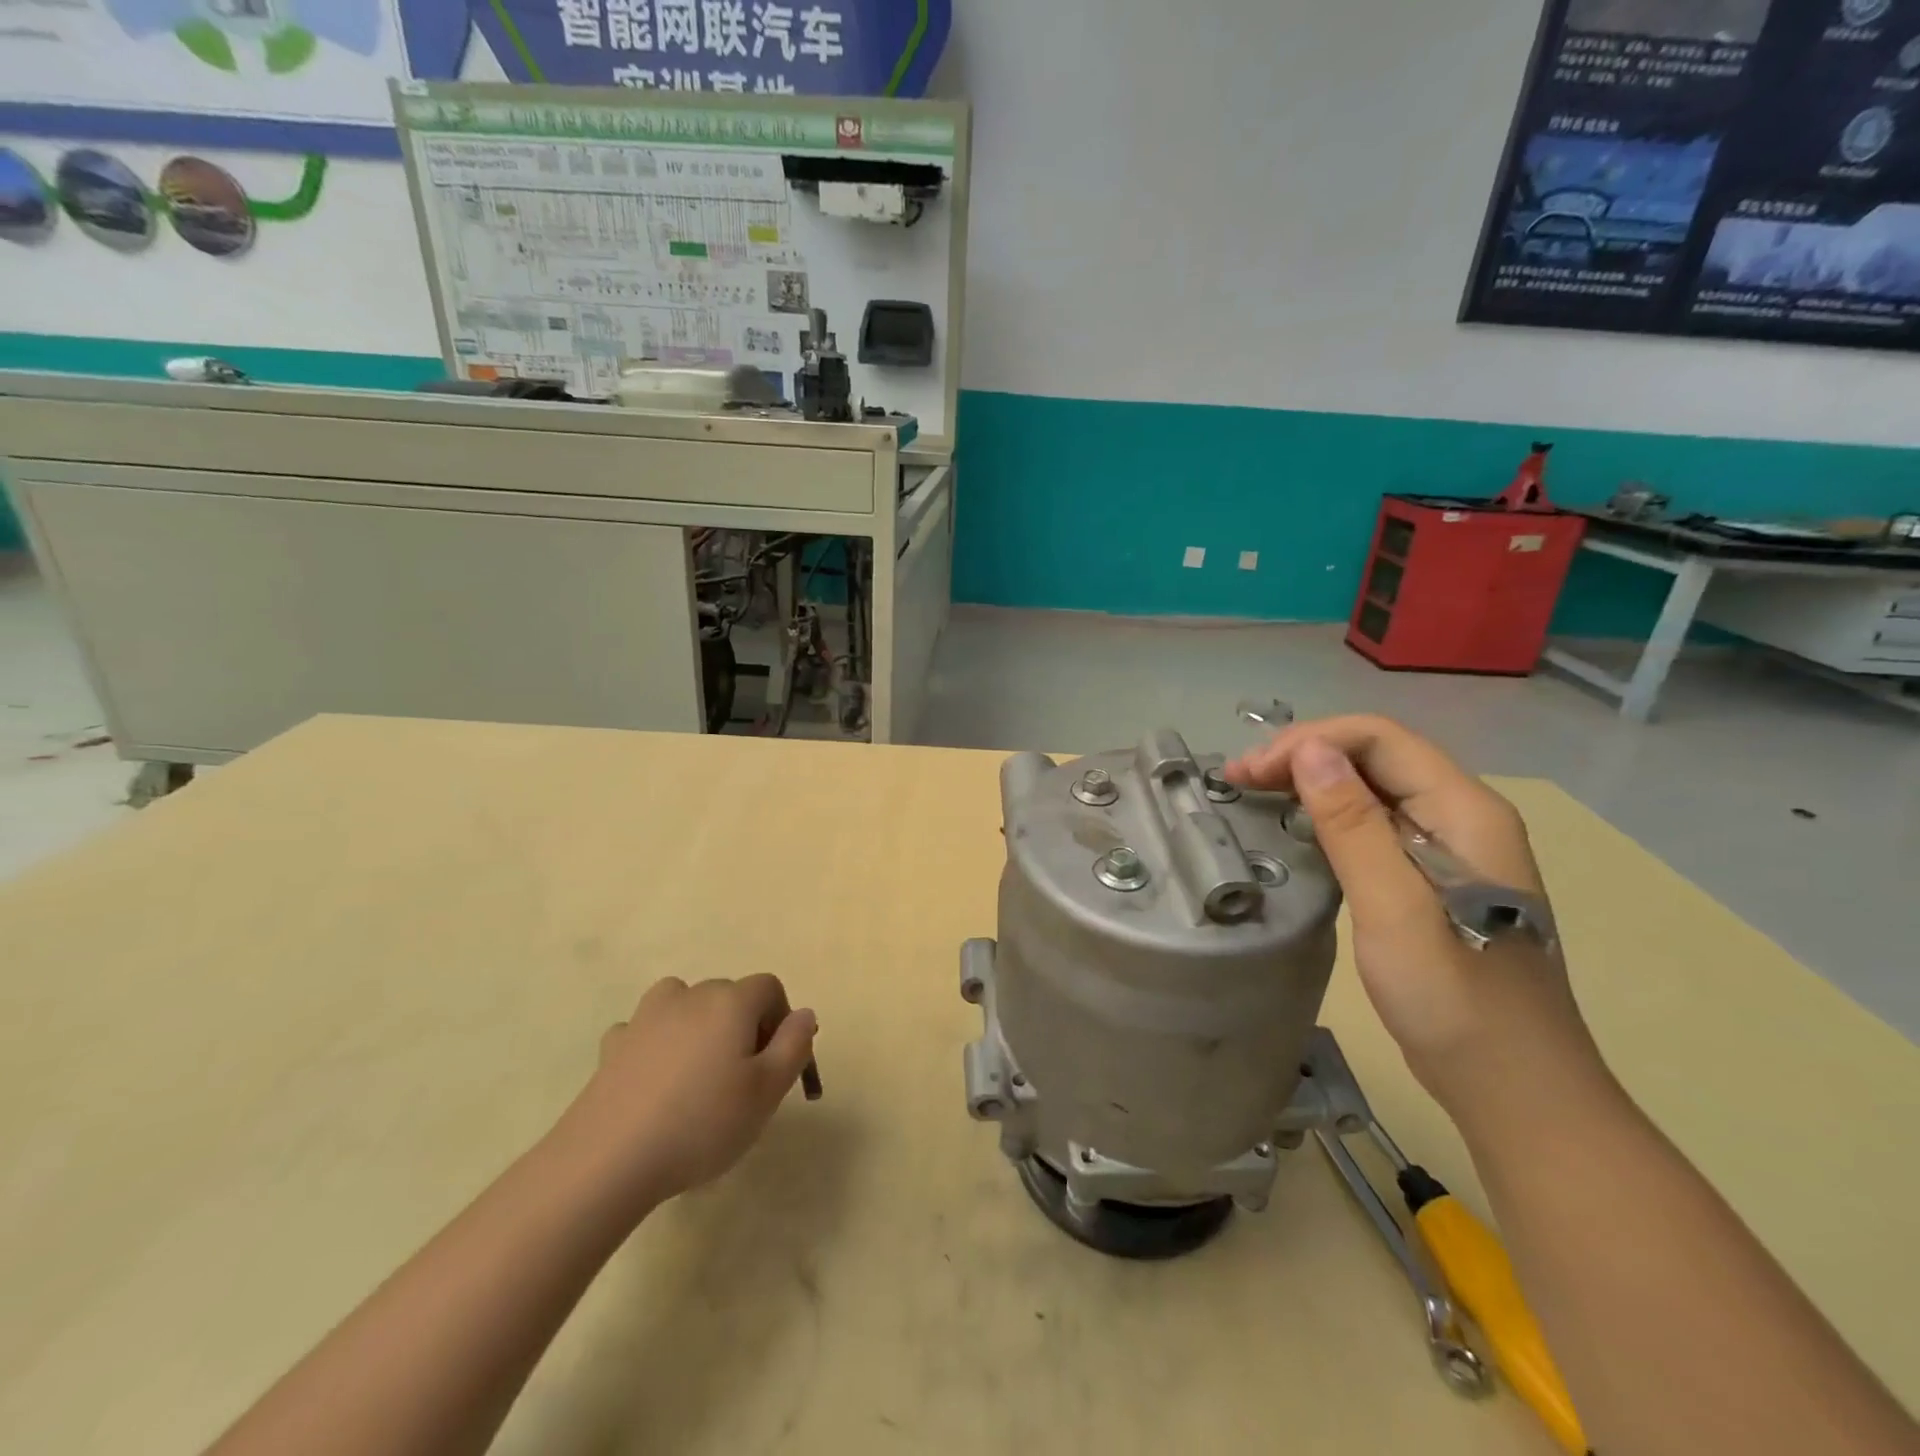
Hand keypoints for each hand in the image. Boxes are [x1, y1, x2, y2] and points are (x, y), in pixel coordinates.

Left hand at [555, 974, 817, 1212]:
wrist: (608, 1161)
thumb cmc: (701, 1124)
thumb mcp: (767, 1092)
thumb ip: (794, 1045)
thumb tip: (804, 1014)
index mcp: (730, 1002)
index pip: (769, 988)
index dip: (781, 1020)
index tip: (775, 1065)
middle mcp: (689, 995)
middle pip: (729, 995)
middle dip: (743, 1027)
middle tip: (741, 1082)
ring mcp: (646, 1017)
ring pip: (684, 1004)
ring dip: (698, 1027)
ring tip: (697, 1075)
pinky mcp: (613, 1045)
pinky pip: (646, 1030)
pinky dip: (656, 1045)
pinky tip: (654, 1082)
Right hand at [1225, 716, 1610, 1122]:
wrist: (1515, 1091)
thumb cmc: (1457, 1001)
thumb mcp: (1395, 909)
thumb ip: (1353, 826)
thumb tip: (1309, 750)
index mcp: (1465, 812)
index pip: (1380, 738)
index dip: (1309, 741)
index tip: (1249, 773)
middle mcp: (1461, 817)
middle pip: (1375, 756)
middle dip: (1303, 755)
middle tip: (1238, 780)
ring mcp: (1447, 850)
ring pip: (1371, 788)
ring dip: (1310, 782)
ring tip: (1254, 795)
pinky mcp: (1429, 881)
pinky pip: (1372, 825)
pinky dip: (1326, 816)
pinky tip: (1293, 830)